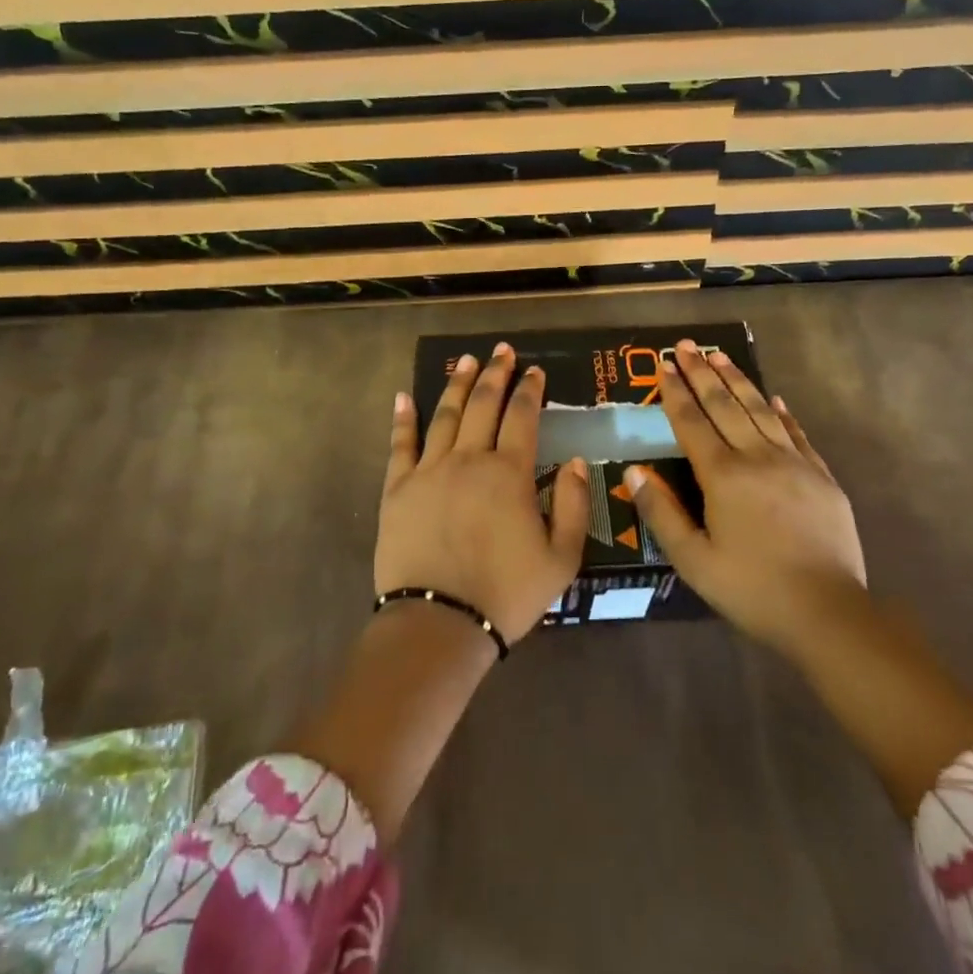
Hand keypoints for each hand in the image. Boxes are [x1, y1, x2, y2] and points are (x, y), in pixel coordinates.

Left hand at [377, 343, 588, 645]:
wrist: (440, 622)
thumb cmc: (506, 593)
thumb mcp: (561, 558)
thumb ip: (573, 505)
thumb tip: (575, 461)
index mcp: (509, 473)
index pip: (523, 417)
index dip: (530, 390)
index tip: (535, 371)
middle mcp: (469, 460)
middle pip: (483, 405)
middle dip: (495, 374)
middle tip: (501, 351)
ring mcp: (429, 471)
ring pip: (445, 415)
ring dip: (457, 384)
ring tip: (465, 360)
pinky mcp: (397, 489)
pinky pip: (401, 445)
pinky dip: (403, 418)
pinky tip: (404, 396)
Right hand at [626, 340, 866, 658]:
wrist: (828, 612)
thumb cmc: (752, 589)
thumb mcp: (694, 561)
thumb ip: (662, 512)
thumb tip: (633, 471)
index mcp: (723, 476)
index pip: (692, 422)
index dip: (675, 392)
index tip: (663, 364)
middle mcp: (757, 457)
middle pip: (725, 405)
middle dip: (702, 373)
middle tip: (686, 345)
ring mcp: (794, 463)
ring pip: (761, 410)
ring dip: (738, 380)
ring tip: (721, 356)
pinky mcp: (821, 477)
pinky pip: (796, 433)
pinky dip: (782, 412)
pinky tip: (774, 398)